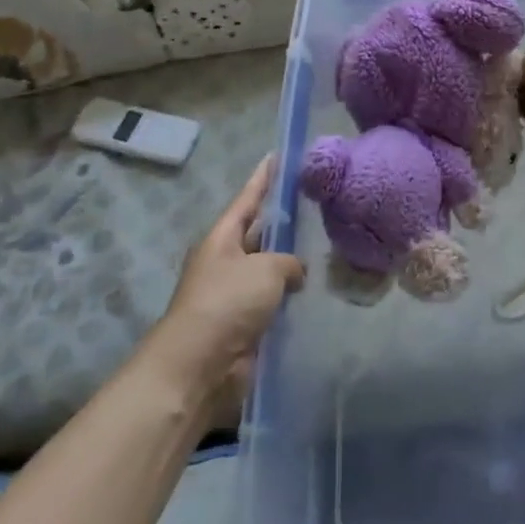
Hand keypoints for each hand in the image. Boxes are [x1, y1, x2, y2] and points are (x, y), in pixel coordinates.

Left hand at [148, 156, 304, 404]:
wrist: (198, 367)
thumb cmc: (226, 303)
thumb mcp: (266, 268)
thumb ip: (288, 261)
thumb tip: (294, 272)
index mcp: (222, 239)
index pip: (247, 199)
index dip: (262, 178)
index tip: (276, 156)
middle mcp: (226, 263)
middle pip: (258, 234)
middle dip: (282, 221)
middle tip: (315, 203)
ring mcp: (234, 296)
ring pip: (269, 269)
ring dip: (291, 262)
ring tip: (326, 245)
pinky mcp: (245, 326)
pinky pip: (274, 301)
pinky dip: (292, 296)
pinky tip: (317, 289)